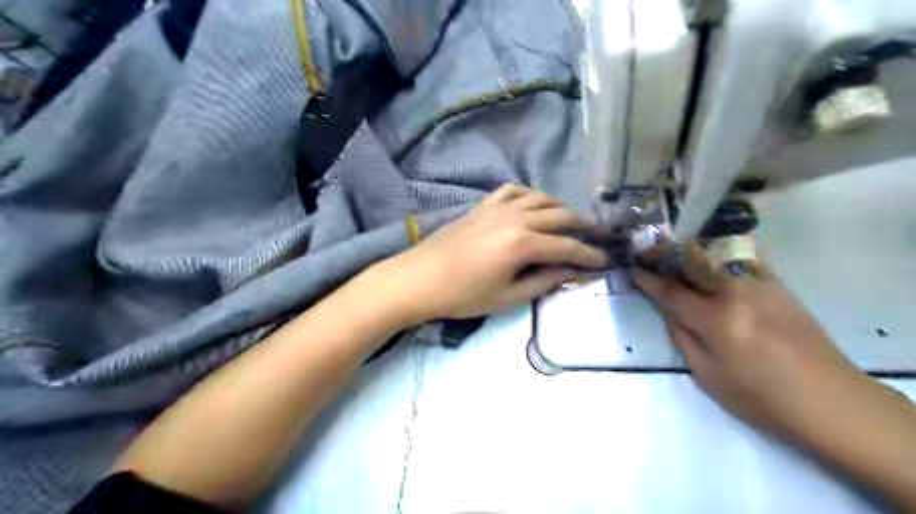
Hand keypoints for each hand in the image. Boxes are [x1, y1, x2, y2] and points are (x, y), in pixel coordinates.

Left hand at [380, 182, 605, 320]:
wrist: (420, 278)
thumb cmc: (463, 295)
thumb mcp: (507, 297)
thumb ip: (543, 282)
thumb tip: (570, 271)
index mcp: (523, 244)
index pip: (568, 247)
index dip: (590, 255)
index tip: (606, 261)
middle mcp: (516, 218)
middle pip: (561, 215)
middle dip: (585, 226)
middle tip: (599, 237)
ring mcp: (498, 207)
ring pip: (541, 198)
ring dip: (561, 208)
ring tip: (571, 221)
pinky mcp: (483, 205)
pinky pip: (513, 190)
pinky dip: (530, 195)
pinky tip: (534, 205)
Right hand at [634, 238, 862, 437]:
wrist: (828, 399)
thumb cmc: (760, 396)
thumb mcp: (708, 375)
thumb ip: (683, 338)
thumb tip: (672, 313)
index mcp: (715, 318)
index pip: (671, 291)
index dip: (648, 279)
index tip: (632, 269)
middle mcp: (735, 292)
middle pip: (693, 260)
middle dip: (665, 251)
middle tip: (647, 250)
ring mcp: (760, 284)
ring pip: (717, 253)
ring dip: (689, 248)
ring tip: (673, 249)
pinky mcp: (779, 285)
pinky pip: (745, 256)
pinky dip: (722, 250)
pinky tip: (712, 253)